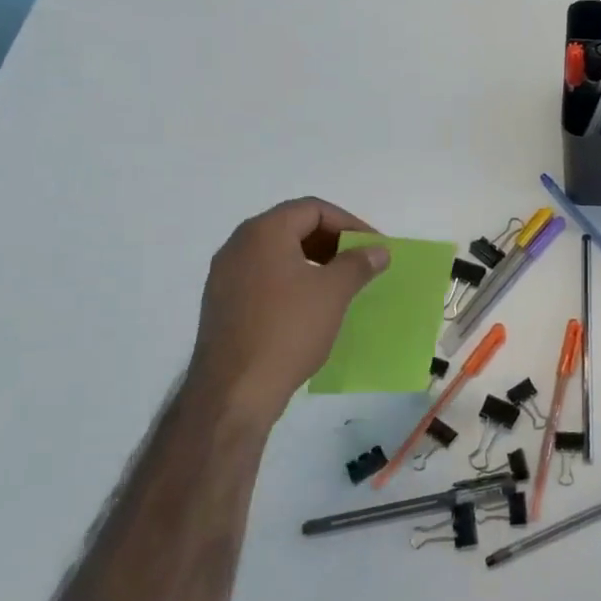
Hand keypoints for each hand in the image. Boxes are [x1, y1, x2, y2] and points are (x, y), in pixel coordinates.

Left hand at [187, 198, 389, 427]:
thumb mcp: (333, 292)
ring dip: (313, 261)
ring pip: (278, 253)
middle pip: (293, 227)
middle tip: (361, 262)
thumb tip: (377, 250)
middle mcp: (238, 246)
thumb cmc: (288, 330)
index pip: (312, 209)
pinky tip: (311, 306)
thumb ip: (358, 263)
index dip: (349, 223)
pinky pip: (264, 277)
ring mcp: (225, 276)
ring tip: (341, 284)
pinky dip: (292, 281)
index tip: (373, 246)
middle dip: (332, 241)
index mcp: (263, 233)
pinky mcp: (222, 304)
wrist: (234, 391)